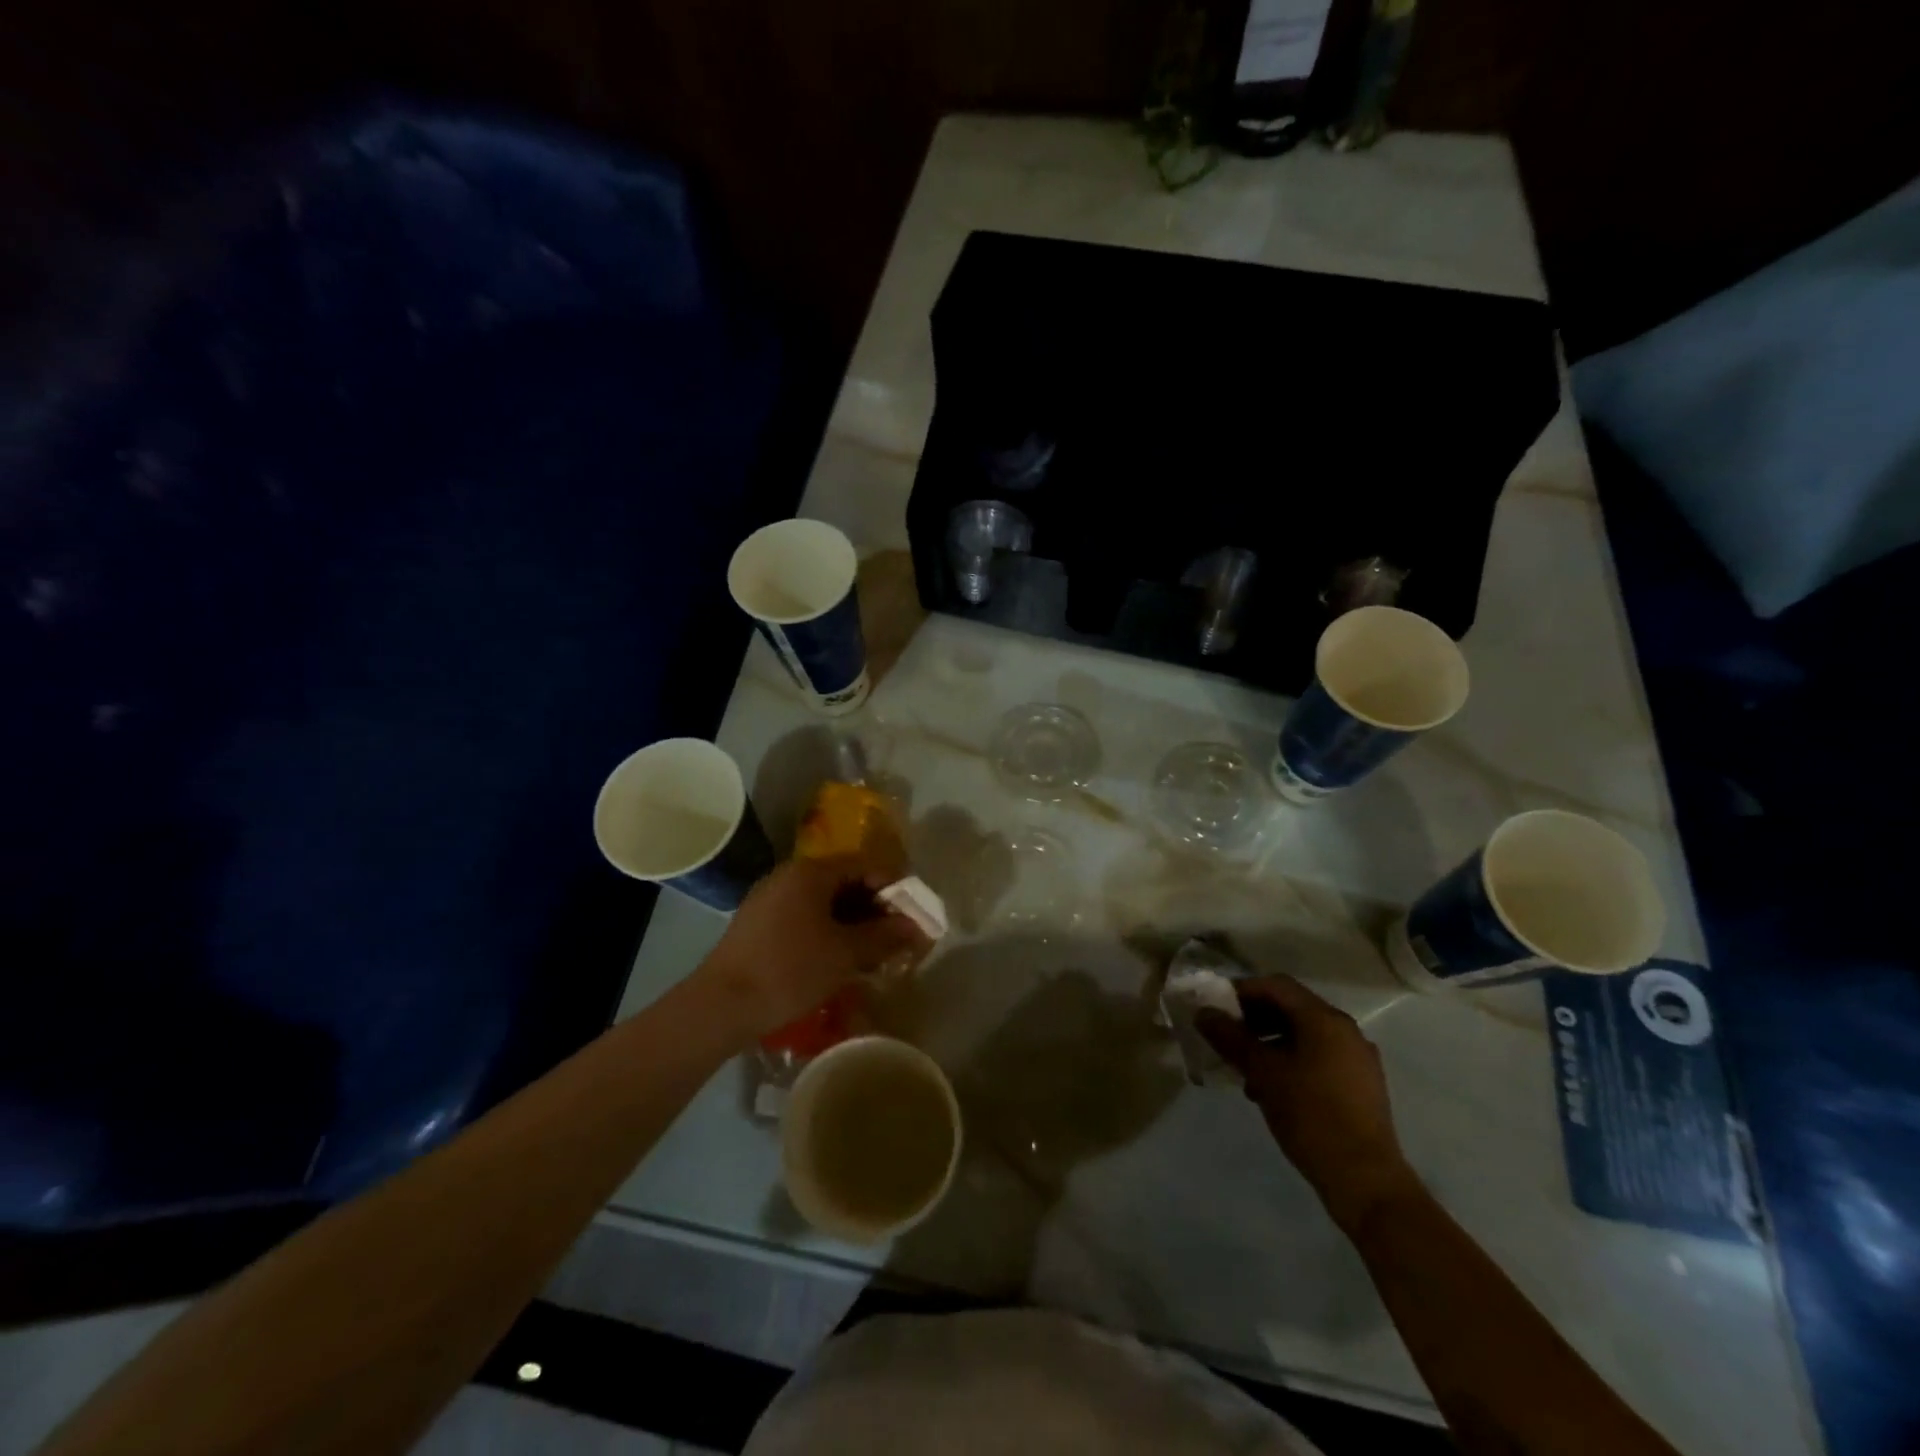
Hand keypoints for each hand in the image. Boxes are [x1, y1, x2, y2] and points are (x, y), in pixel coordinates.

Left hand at [695, 856, 929, 1041]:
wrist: (721, 1006)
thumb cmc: (789, 970)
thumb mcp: (844, 954)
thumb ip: (884, 936)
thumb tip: (916, 927)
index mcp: (811, 872)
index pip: (865, 863)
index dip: (894, 885)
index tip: (913, 913)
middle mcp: (790, 876)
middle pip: (845, 880)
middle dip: (875, 906)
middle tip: (897, 935)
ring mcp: (771, 899)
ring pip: (825, 901)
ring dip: (854, 921)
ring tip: (874, 951)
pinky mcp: (760, 923)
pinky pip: (806, 916)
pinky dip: (829, 930)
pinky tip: (841, 958)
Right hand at [1198, 975, 1417, 1230]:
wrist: (1366, 1181)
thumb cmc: (1311, 1116)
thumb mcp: (1263, 1073)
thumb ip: (1231, 1038)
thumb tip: (1203, 1012)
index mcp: (1325, 1020)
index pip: (1277, 986)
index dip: (1242, 990)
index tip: (1216, 1007)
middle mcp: (1346, 1031)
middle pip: (1291, 1008)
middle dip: (1255, 1018)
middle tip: (1226, 1036)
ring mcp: (1357, 1059)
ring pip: (1304, 1035)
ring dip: (1270, 1042)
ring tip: (1245, 1069)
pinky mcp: (1361, 1085)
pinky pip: (1319, 1057)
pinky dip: (1291, 1061)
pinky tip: (1272, 1089)